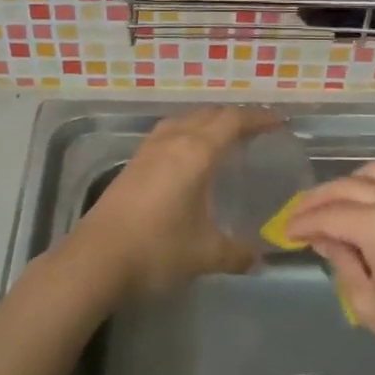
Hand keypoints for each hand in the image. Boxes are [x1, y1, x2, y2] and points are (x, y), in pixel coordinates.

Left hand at [72, 107, 281, 299]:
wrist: (96, 259)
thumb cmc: (157, 249)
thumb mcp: (206, 254)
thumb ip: (238, 252)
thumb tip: (259, 257)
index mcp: (196, 152)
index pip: (233, 121)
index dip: (258, 118)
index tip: (278, 123)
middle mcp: (173, 141)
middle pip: (209, 115)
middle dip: (235, 118)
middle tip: (256, 131)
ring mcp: (148, 150)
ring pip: (184, 120)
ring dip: (207, 122)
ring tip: (224, 138)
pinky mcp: (133, 163)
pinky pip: (168, 133)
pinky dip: (187, 134)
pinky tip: (189, 157)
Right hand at [284, 162, 374, 374]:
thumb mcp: (372, 306)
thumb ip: (343, 265)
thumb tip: (327, 240)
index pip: (328, 215)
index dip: (302, 223)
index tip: (284, 233)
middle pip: (346, 186)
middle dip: (317, 200)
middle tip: (298, 216)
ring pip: (373, 174)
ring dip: (346, 186)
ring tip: (330, 207)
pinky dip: (373, 188)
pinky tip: (366, 209)